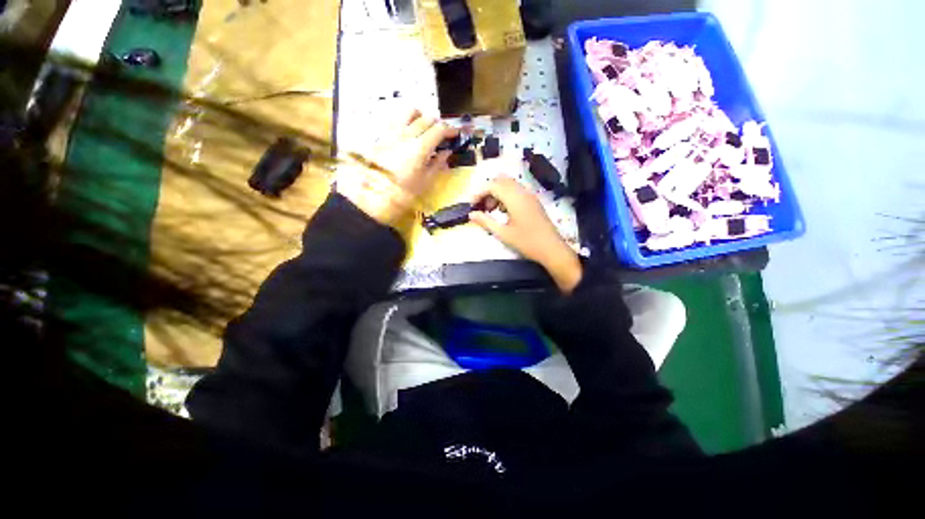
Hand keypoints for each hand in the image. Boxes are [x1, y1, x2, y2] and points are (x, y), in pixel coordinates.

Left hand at [338, 109, 457, 226]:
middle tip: (442, 135)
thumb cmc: (402, 194)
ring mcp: (392, 132)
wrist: (372, 196)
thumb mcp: (425, 182)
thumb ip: (437, 164)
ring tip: (423, 129)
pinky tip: (407, 133)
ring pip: (409, 111)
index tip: (455, 135)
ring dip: (420, 116)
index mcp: (419, 148)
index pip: (439, 129)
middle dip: (438, 124)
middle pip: (426, 118)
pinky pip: (395, 118)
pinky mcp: (381, 135)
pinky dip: (405, 120)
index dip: (450, 130)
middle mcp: (406, 135)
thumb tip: (446, 152)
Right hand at [469, 177, 581, 292]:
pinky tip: (503, 212)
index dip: (479, 193)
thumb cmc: (527, 242)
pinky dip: (505, 196)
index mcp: (515, 198)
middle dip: (487, 191)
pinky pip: (516, 191)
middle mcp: (522, 192)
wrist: (552, 249)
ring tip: (490, 210)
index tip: (471, 206)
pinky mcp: (533, 201)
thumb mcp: (503, 234)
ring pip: (508, 185)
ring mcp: (529, 195)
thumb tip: (471, 214)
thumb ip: (485, 222)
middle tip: (481, 207)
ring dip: (496, 193)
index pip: (492, 185)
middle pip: (500, 181)